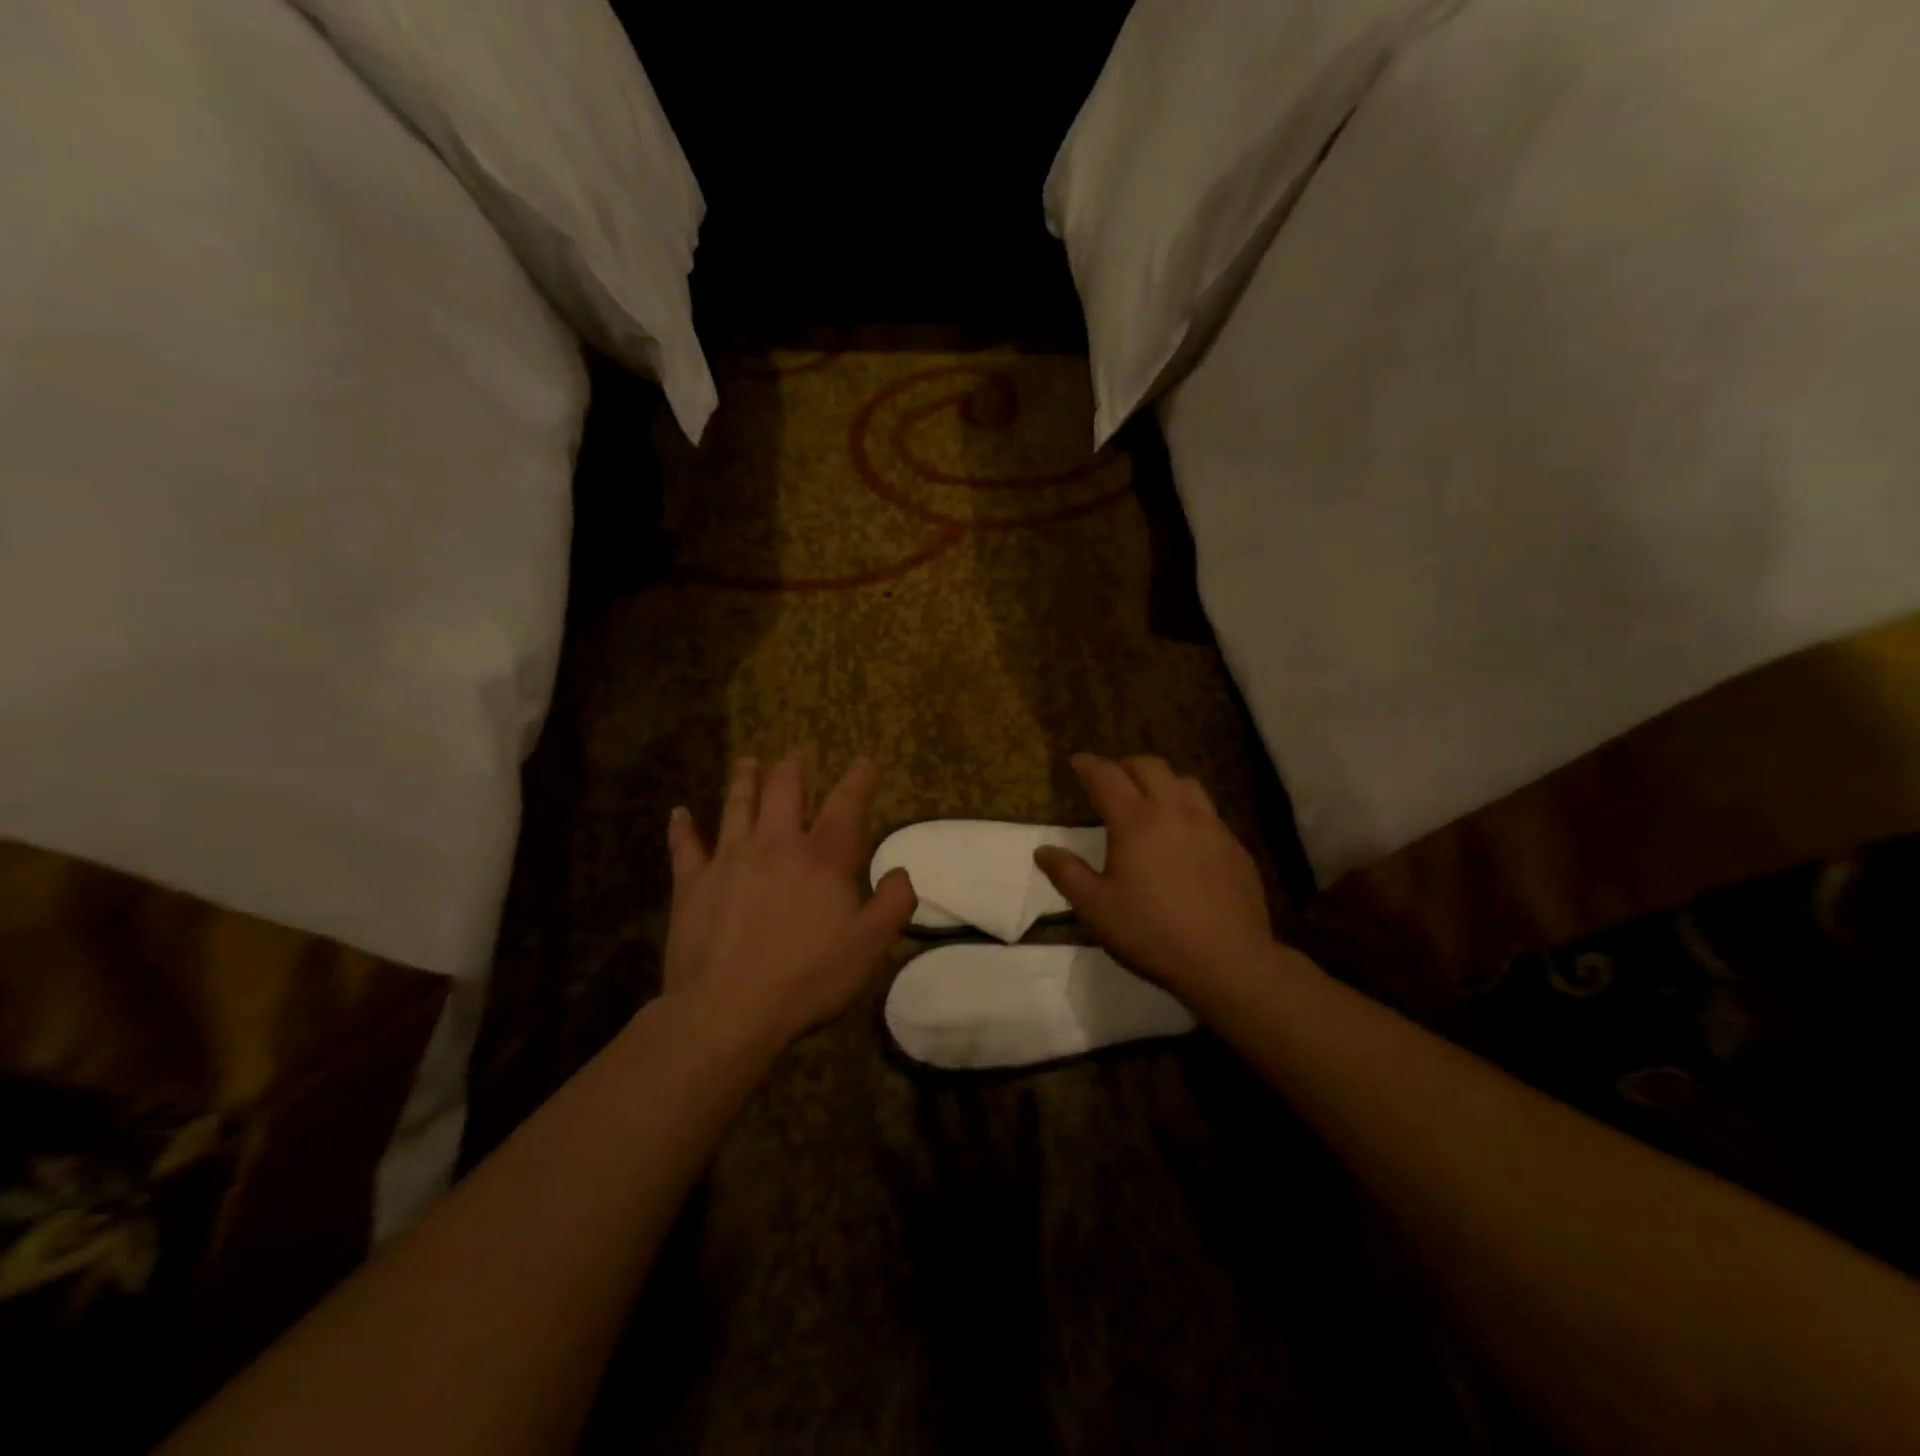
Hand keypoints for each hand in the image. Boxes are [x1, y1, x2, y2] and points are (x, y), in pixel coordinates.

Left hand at [662, 751, 917, 1048]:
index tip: (865, 761)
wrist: (728, 1010)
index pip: (845, 804)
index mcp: (822, 857)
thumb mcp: (870, 946)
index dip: (858, 779)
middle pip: (784, 790)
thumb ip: (894, 903)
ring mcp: (729, 859)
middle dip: (794, 768)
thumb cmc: (807, 977)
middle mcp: (775, 844)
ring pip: (737, 805)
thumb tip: (900, 871)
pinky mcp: (692, 883)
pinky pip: (685, 846)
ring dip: (745, 780)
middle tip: (797, 753)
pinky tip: (679, 812)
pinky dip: (682, 827)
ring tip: (748, 761)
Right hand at [1034, 754, 1276, 1004]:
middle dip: (1126, 765)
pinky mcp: (1234, 846)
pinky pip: (1209, 812)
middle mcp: (1174, 811)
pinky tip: (1185, 836)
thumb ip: (1067, 874)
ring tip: (1151, 798)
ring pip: (1185, 782)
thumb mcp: (1096, 908)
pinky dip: (1188, 809)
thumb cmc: (1151, 932)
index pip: (1107, 777)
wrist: (1227, 959)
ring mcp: (1210, 826)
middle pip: (1150, 767)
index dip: (1089, 765)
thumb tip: (1043, 851)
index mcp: (1136, 821)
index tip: (1078, 762)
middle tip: (1112, 778)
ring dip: (1162, 781)